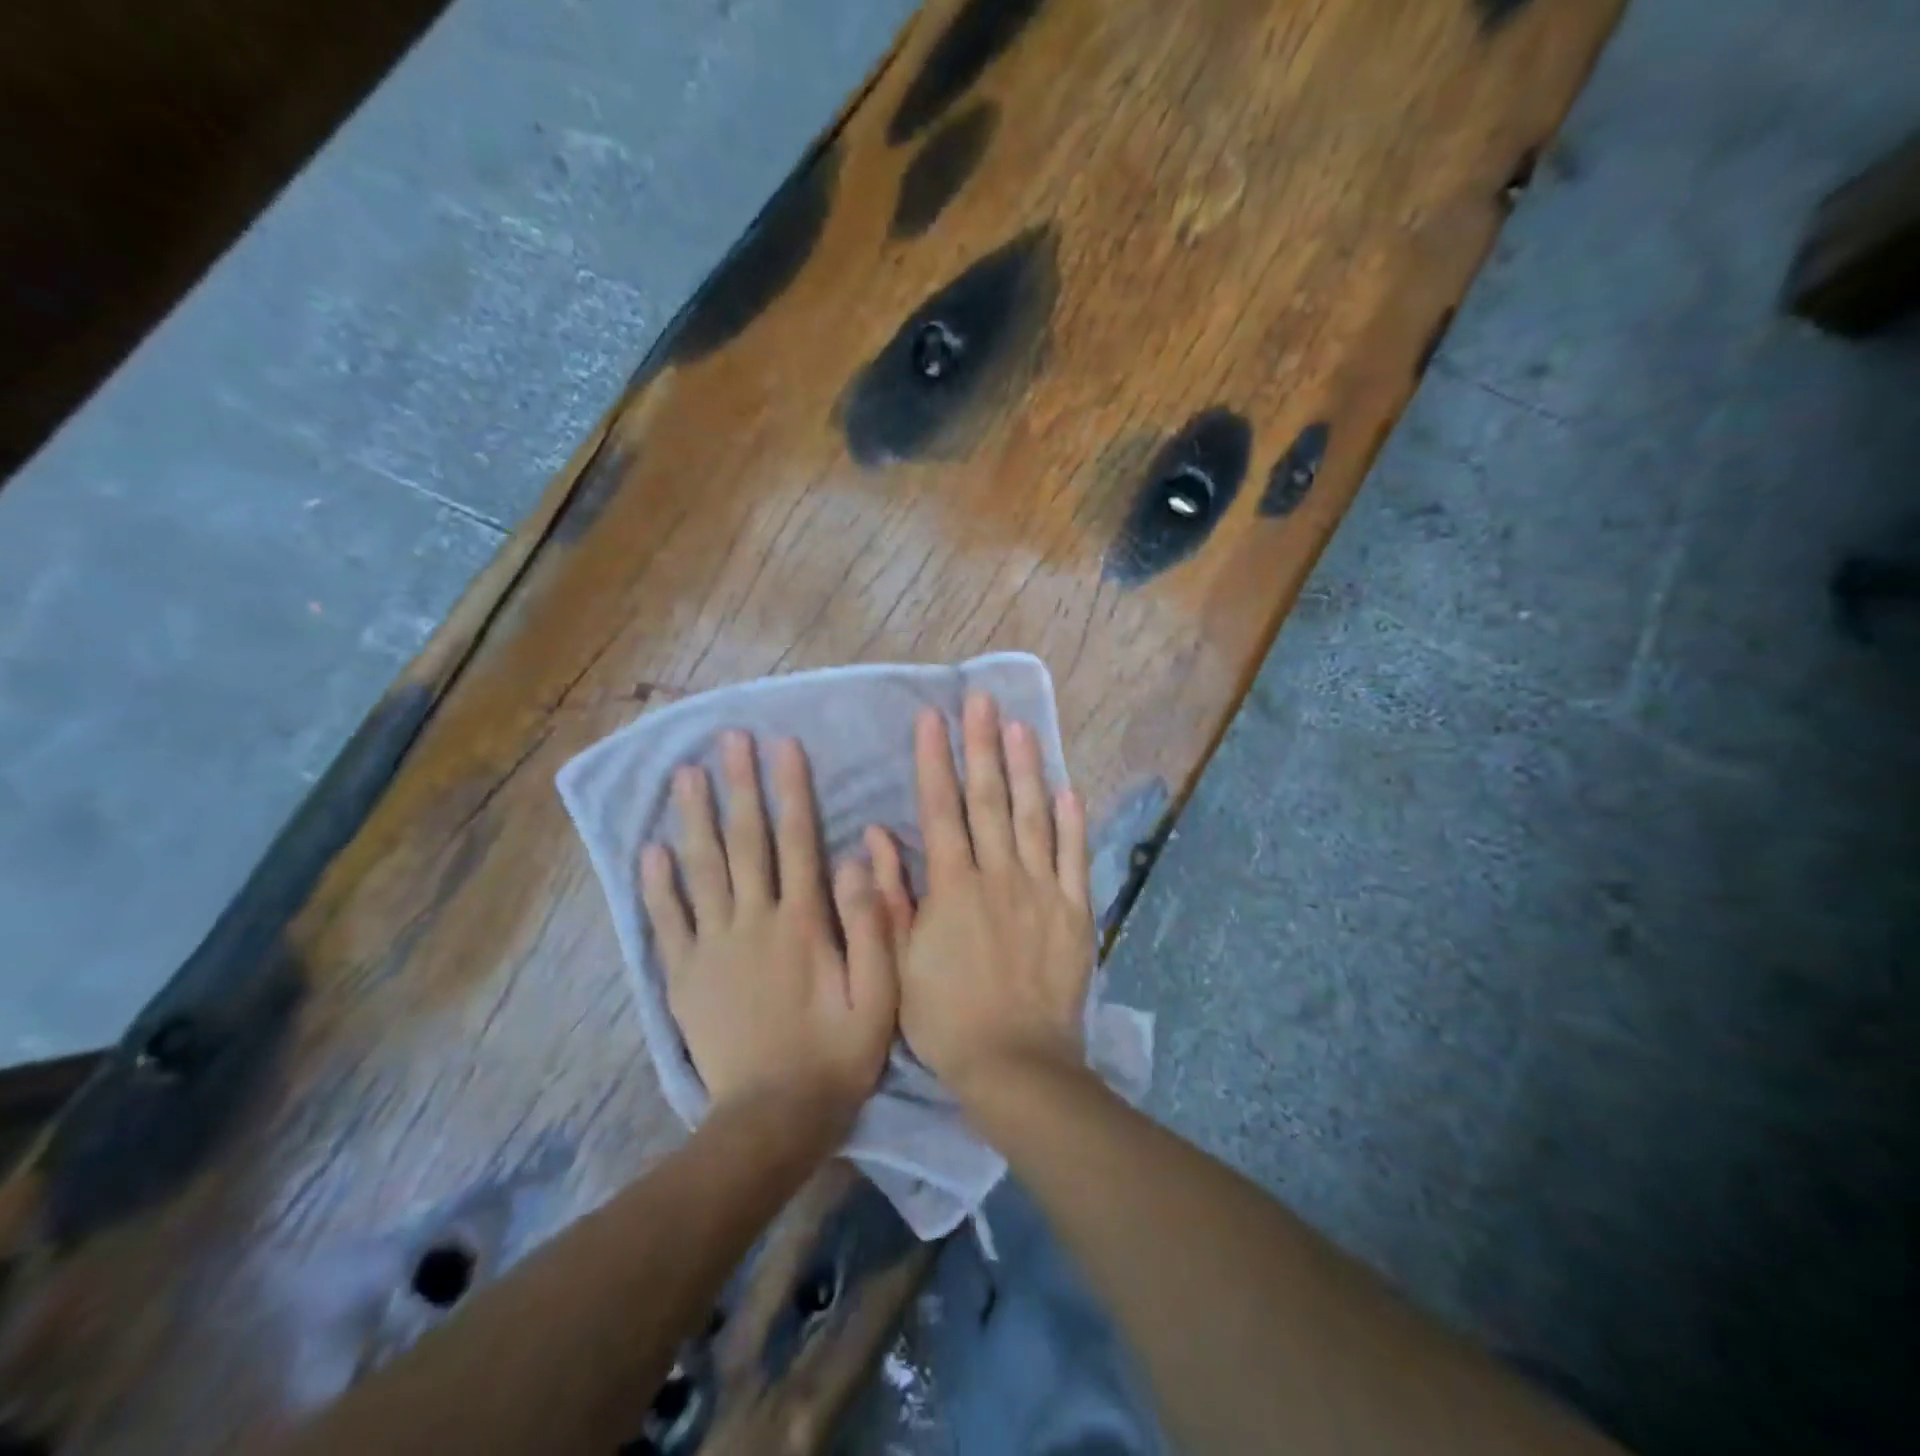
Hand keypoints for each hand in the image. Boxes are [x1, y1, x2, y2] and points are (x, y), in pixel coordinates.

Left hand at [640, 731, 897, 1135]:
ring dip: (693, 819)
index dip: (790, 790)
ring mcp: (713, 947)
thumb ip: (871, 924)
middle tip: (728, 741)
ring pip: (701, 871)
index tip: (782, 746)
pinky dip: (656, 886)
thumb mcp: (879, 994)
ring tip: (684, 776)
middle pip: (744, 842)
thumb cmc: (837, 1053)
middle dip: (738, 787)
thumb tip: (855, 857)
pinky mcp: (685, 976)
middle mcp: (754, 921)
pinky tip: (648, 852)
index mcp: (803, 922)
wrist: (774, 1119)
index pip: (797, 840)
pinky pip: (667, 922)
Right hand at [867, 694, 1095, 1106]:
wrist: (1015, 1064)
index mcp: (953, 886)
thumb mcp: (898, 962)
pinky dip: (1071, 822)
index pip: (941, 809)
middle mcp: (998, 875)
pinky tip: (1068, 788)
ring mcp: (1041, 890)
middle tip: (981, 700)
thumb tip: (876, 835)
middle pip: (989, 800)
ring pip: (1033, 817)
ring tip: (1022, 726)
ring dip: (1026, 769)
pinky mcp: (1074, 911)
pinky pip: (1073, 857)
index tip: (932, 718)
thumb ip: (890, 895)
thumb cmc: (946, 1018)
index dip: (935, 760)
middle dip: (982, 746)